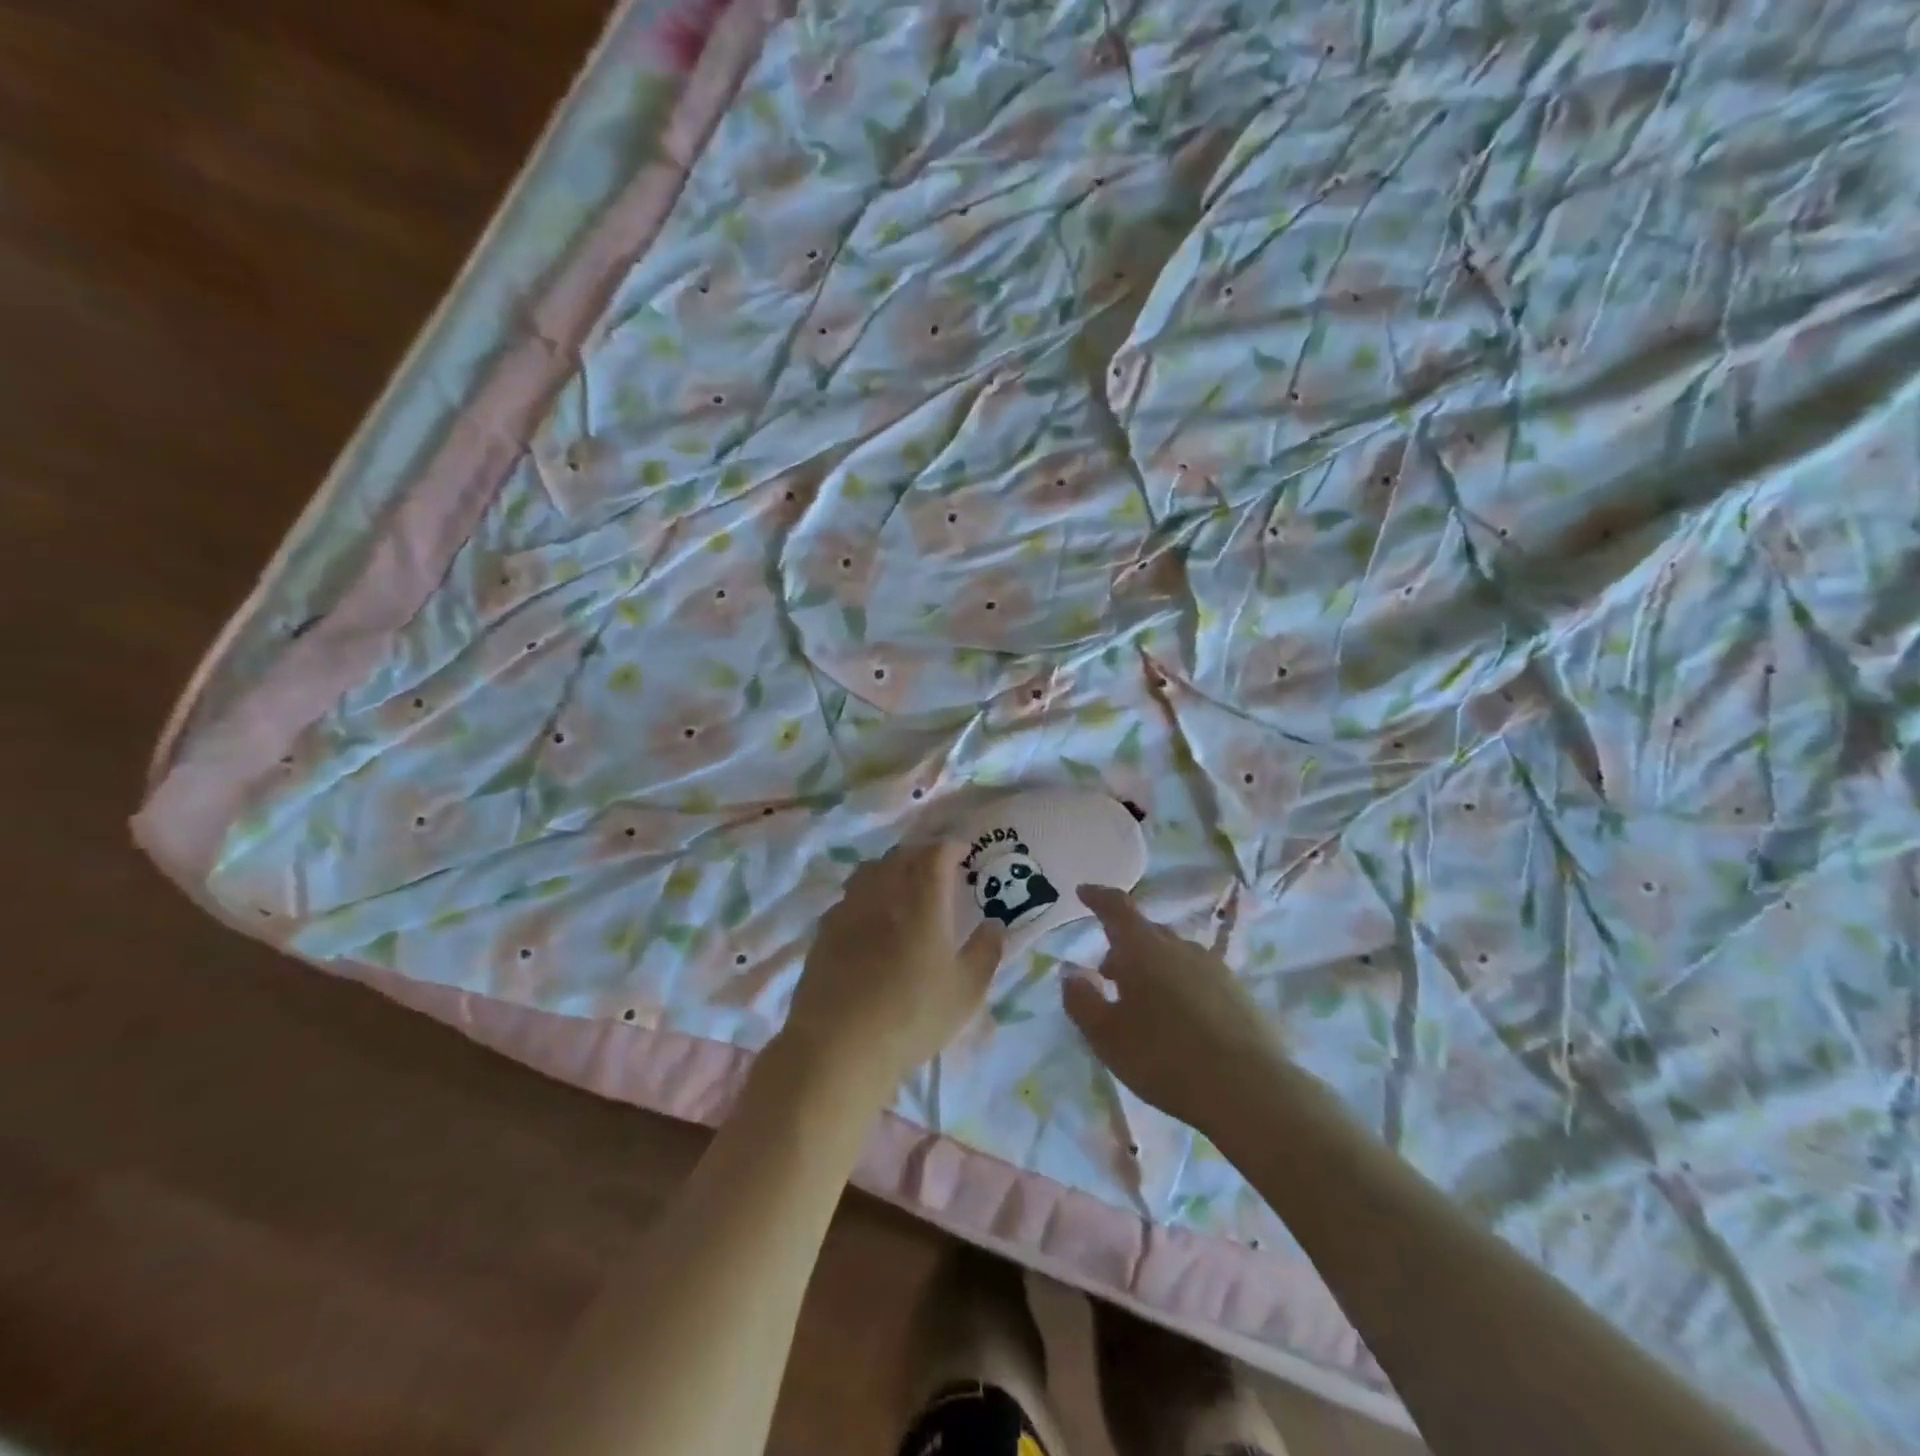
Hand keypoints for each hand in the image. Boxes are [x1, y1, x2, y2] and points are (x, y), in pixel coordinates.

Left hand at [783, 840, 1004, 1088]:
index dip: (950, 847)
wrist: (838, 1045)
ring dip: (891, 869)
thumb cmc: (912, 1016)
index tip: (962, 853)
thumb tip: (995, 924)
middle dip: (922, 855)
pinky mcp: (825, 929)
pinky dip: (866, 894)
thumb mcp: (965, 991)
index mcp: (923, 899)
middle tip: (937, 870)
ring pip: (871, 870)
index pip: (936, 853)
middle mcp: (884, 892)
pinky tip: (870, 919)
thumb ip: (985, 952)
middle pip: (902, 856)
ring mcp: (849, 908)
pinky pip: (850, 896)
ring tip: (902, 887)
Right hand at [1064, 885, 1280, 1133]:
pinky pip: (1198, 977)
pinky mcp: (1239, 994)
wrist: (1248, 1090)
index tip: (1084, 892)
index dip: (1098, 898)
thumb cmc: (1163, 1057)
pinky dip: (1179, 986)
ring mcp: (1214, 969)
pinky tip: (1179, 1020)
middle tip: (1107, 972)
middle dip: (1124, 945)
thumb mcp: (1106, 1036)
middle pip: (1147, 933)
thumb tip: (1071, 973)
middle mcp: (1180, 948)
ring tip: (1142, 1001)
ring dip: (1153, 968)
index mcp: (1143, 948)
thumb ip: (1081, 1000)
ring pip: (1174, 956)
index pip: (1117, 908)